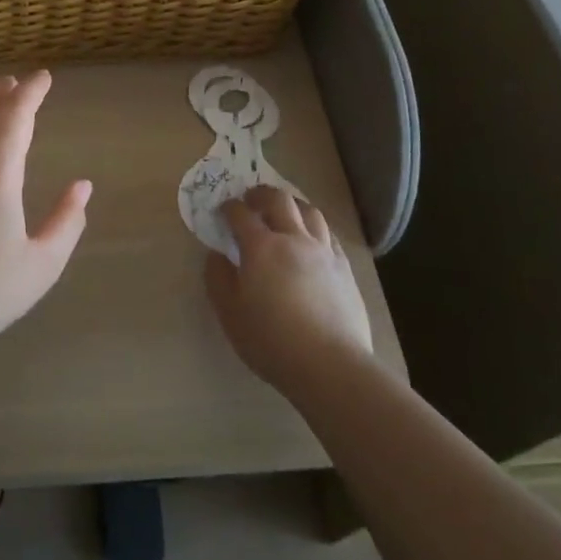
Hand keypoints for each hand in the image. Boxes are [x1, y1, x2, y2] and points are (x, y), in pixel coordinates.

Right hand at [204, 185, 375, 395]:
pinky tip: (311, 240)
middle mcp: (294, 239)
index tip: (223, 210)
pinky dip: (315, 228)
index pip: (241, 214)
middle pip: (279, 200)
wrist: (331, 365)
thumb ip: (218, 279)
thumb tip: (216, 255)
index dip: (229, 207)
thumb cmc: (271, 340)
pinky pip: (329, 234)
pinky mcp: (344, 268)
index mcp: (261, 247)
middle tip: (251, 200)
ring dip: (292, 205)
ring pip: (309, 211)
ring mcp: (324, 251)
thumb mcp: (230, 313)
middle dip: (261, 194)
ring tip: (284, 213)